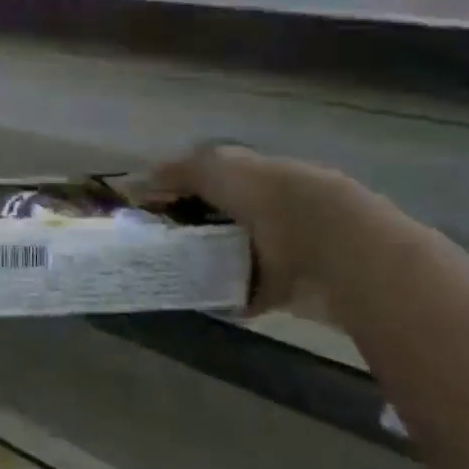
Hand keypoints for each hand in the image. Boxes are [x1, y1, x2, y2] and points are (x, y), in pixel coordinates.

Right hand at [151, 144, 361, 313]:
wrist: (328, 242)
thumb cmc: (267, 196)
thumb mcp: (214, 169)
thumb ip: (178, 172)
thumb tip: (140, 180)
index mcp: (255, 173)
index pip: (212, 176)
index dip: (180, 188)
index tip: (148, 207)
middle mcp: (268, 207)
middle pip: (222, 216)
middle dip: (191, 227)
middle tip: (154, 244)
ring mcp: (279, 248)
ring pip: (234, 252)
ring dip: (209, 262)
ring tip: (172, 272)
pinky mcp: (286, 284)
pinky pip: (248, 291)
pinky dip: (227, 297)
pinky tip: (200, 300)